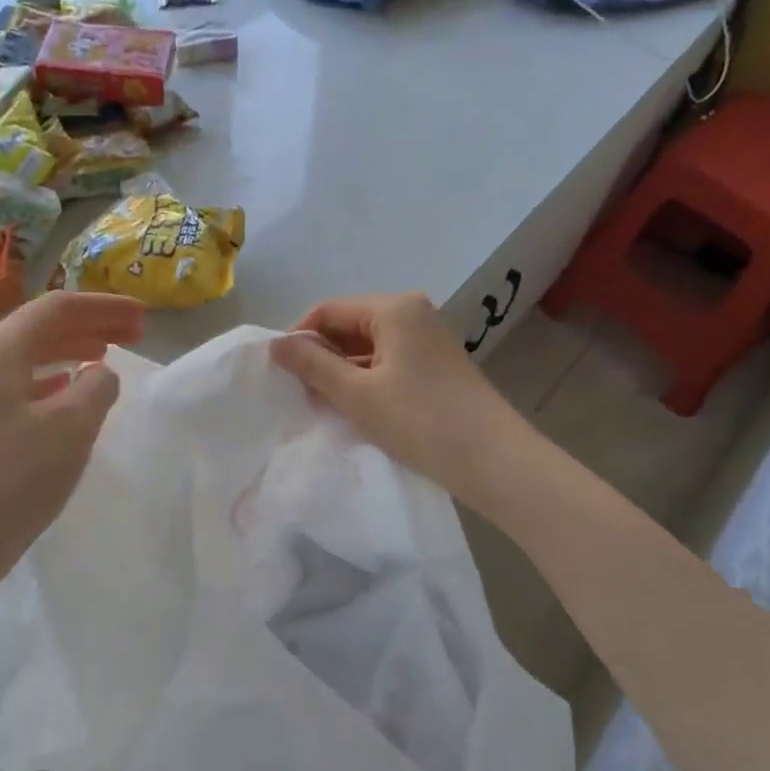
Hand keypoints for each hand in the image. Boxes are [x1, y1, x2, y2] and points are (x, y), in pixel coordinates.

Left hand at [0, 292, 143, 589]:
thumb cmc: (14, 479)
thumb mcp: (71, 429)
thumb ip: (96, 388)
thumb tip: (101, 373)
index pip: (58, 307)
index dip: (105, 307)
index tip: (143, 317)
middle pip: (42, 326)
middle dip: (91, 324)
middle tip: (135, 333)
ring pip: (30, 353)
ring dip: (72, 348)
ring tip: (108, 354)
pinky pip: (20, 380)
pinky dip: (52, 376)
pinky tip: (69, 388)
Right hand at [271, 292, 523, 510]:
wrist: (495, 462)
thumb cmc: (420, 421)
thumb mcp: (356, 394)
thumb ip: (312, 365)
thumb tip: (274, 344)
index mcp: (394, 308)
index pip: (329, 310)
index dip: (299, 338)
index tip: (279, 373)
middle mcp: (413, 314)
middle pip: (349, 325)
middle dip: (322, 356)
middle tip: (299, 393)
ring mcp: (428, 340)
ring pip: (368, 347)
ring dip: (343, 372)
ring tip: (323, 405)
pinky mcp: (436, 366)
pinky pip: (388, 363)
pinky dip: (366, 381)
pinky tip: (355, 409)